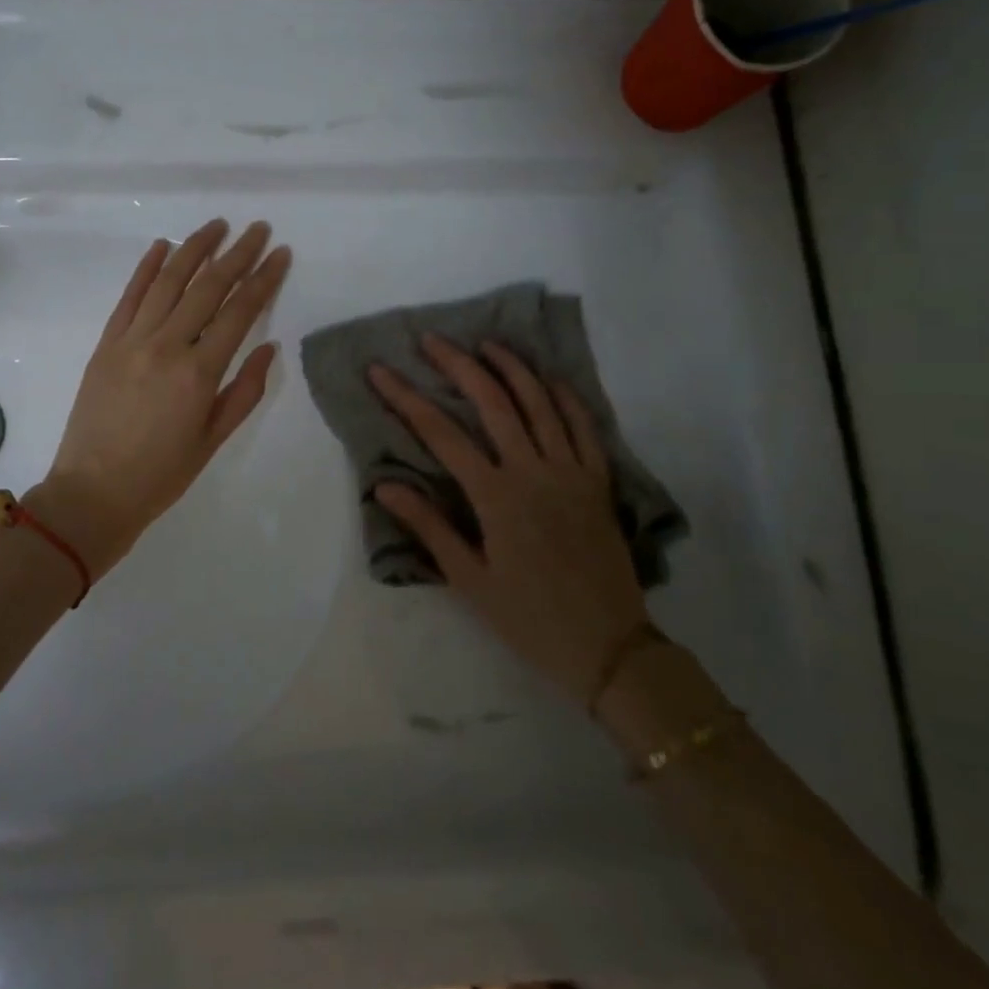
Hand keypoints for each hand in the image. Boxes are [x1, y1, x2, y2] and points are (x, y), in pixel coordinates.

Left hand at [32, 219, 291, 575]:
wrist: (93, 492)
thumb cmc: (161, 474)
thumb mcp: (213, 438)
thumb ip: (244, 390)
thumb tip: (268, 346)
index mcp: (198, 372)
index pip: (239, 311)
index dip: (263, 279)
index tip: (280, 254)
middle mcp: (166, 345)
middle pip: (207, 287)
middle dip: (237, 253)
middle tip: (257, 229)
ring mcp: (131, 339)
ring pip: (168, 281)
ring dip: (194, 248)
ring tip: (217, 226)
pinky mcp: (106, 343)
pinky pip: (129, 296)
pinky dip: (146, 268)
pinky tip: (163, 246)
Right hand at [368, 335, 648, 703]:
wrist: (608, 648)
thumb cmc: (529, 618)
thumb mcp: (469, 580)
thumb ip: (428, 527)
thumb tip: (384, 484)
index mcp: (496, 497)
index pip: (441, 435)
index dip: (405, 399)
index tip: (379, 370)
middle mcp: (533, 471)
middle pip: (493, 403)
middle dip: (458, 365)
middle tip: (432, 339)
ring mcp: (571, 472)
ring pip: (540, 403)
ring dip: (512, 367)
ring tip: (486, 343)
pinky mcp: (598, 481)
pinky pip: (584, 427)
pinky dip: (566, 397)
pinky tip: (548, 378)